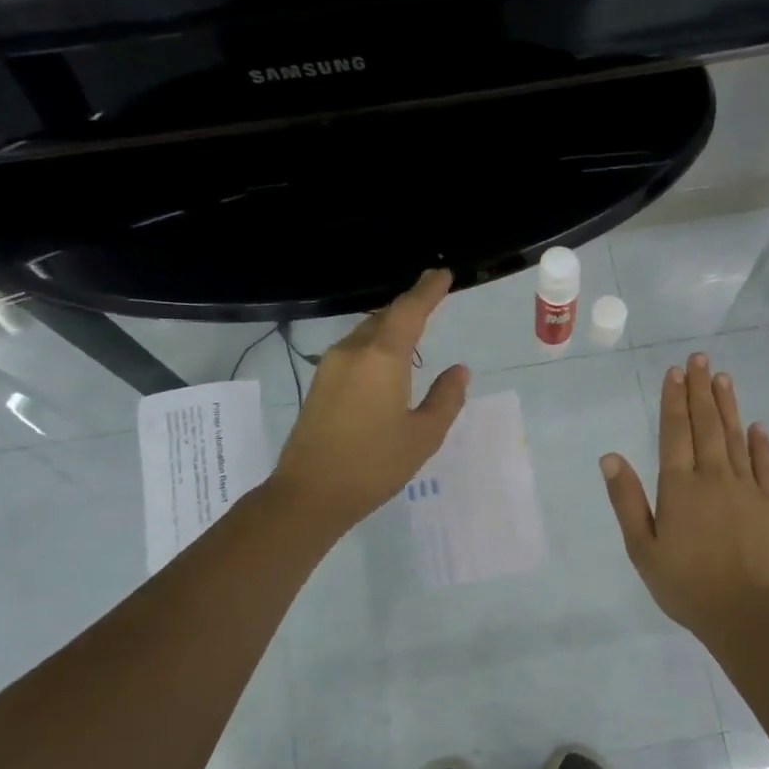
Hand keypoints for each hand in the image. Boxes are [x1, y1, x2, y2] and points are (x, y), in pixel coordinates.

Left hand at [270, 269, 469, 535]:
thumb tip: (459, 371)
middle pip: (385, 317)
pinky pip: (353, 350)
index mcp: (382, 358)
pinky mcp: (320, 384)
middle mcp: (353, 352)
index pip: (409, 310)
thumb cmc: (374, 465)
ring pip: (366, 333)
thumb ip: (445, 398)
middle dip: (409, 307)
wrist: (309, 494)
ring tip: (412, 332)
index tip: (442, 274)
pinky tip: (385, 364)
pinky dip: (375, 345)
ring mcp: (331, 366)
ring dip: (390, 326)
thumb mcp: (423, 436)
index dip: (428, 290)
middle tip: (432, 300)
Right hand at [600, 353, 768, 644]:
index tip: (674, 372)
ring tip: (722, 377)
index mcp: (679, 487)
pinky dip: (760, 442)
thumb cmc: (686, 585)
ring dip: (727, 405)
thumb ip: (627, 500)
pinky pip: (766, 464)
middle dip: (700, 389)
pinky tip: (756, 426)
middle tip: (699, 359)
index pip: (675, 432)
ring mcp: (748, 487)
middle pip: (706, 425)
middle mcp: (714, 476)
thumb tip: (610, 457)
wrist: (747, 614)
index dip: (673, 400)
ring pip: (735, 436)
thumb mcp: (642, 548)